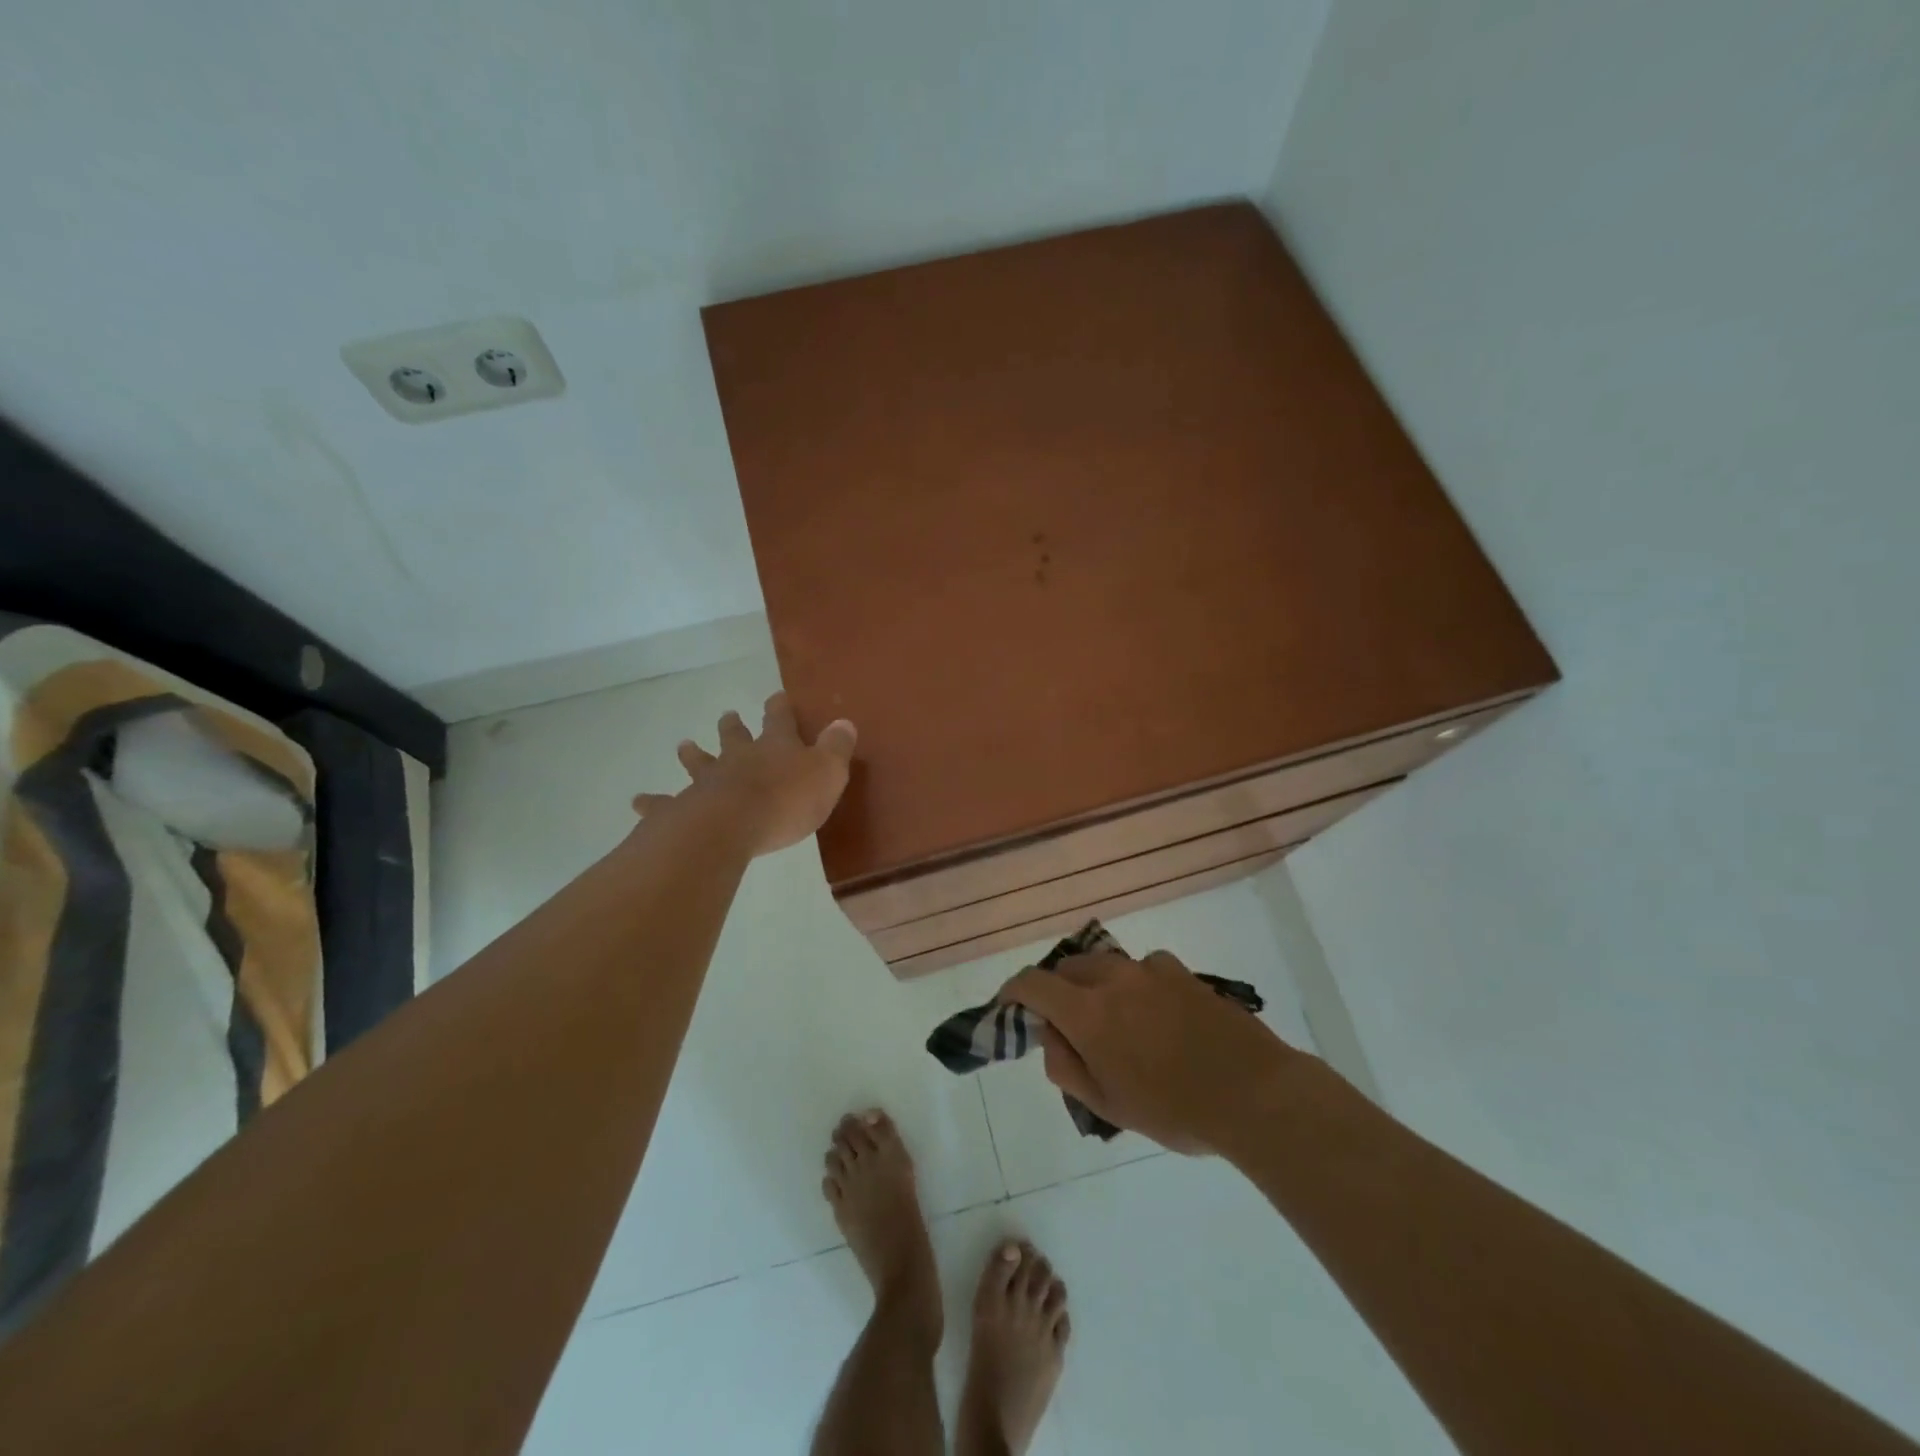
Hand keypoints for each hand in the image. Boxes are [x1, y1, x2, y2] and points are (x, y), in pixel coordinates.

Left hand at [632, 692, 856, 856]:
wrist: (731, 825)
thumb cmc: (787, 800)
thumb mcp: (827, 773)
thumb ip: (836, 748)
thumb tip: (845, 722)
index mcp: (775, 747)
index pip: (779, 719)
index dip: (780, 708)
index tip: (776, 696)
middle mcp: (739, 757)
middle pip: (734, 737)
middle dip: (733, 727)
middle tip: (727, 716)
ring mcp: (708, 781)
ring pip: (699, 762)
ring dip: (693, 754)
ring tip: (684, 746)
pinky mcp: (684, 808)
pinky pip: (665, 803)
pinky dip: (653, 802)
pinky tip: (638, 801)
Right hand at [998, 950, 1299, 1155]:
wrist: (1255, 1094)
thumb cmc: (1174, 1110)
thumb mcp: (1108, 1105)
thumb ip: (1066, 1066)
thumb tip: (1050, 1035)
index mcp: (1088, 1012)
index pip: (1033, 983)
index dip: (1014, 991)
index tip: (1011, 1005)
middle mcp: (1113, 979)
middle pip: (1068, 968)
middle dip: (1058, 990)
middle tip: (1070, 1026)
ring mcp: (1150, 970)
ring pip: (1107, 966)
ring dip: (1098, 986)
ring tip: (1119, 1023)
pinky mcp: (1182, 972)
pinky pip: (1144, 969)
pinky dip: (1137, 985)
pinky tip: (1158, 1014)